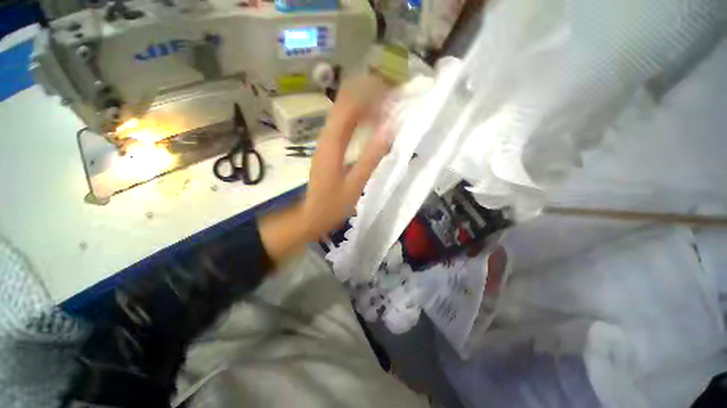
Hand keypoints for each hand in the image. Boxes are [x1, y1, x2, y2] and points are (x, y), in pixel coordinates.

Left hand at [301, 75, 391, 238]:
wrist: (312, 215)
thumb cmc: (333, 204)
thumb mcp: (355, 184)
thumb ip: (371, 157)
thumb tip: (389, 131)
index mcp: (332, 143)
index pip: (349, 107)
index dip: (370, 95)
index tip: (392, 91)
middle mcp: (326, 136)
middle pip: (345, 104)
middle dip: (368, 95)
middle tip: (392, 94)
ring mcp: (326, 141)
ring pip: (344, 113)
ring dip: (364, 105)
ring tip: (387, 104)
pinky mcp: (328, 148)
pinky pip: (344, 125)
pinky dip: (359, 119)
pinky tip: (372, 123)